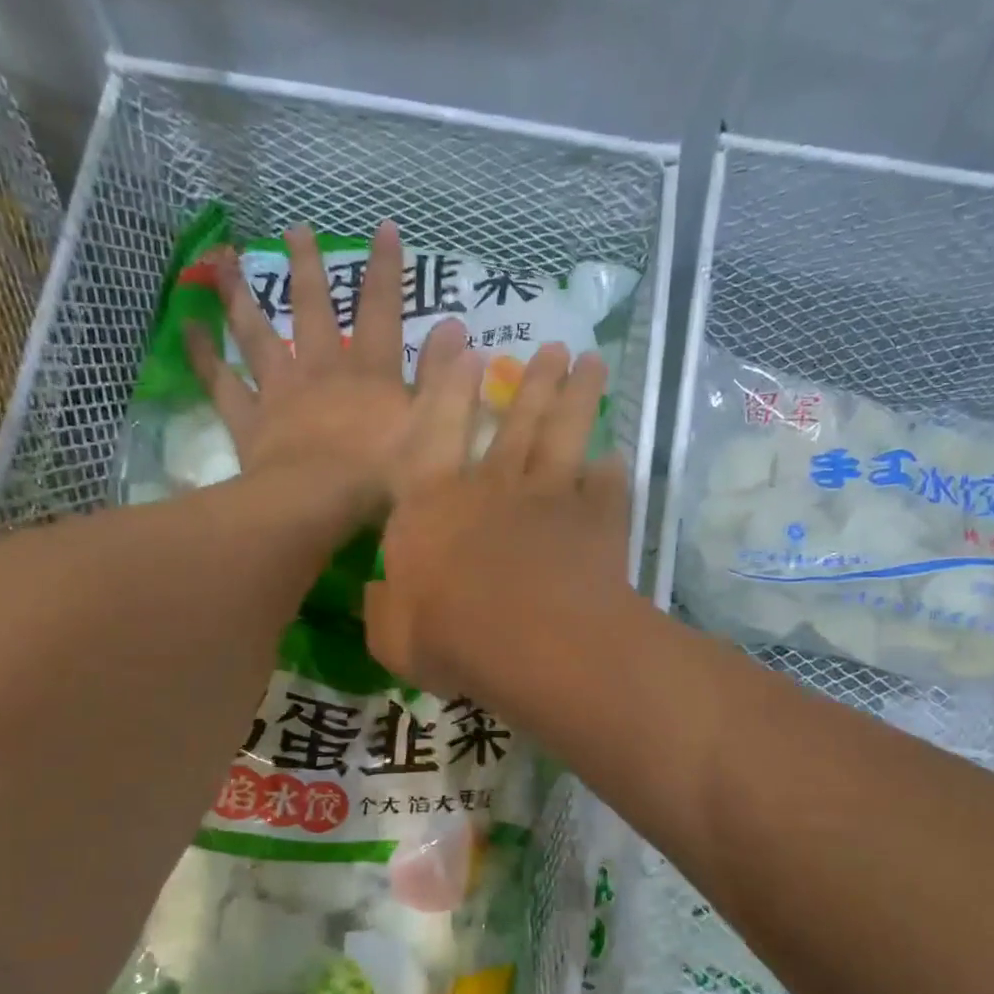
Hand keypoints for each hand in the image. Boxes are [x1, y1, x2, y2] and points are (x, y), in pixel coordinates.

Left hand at [186, 220, 482, 514]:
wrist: (319, 505)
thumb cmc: (383, 476)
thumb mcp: (435, 430)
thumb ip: (447, 381)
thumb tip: (459, 332)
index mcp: (369, 373)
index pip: (382, 311)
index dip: (386, 270)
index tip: (384, 228)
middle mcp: (321, 369)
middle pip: (313, 310)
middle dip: (307, 268)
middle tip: (294, 229)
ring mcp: (280, 392)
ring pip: (258, 334)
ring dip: (242, 295)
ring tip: (225, 260)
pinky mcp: (249, 420)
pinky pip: (221, 382)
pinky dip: (203, 354)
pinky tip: (186, 327)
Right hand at [365, 341, 632, 697]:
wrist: (536, 645)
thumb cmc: (452, 638)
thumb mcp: (393, 637)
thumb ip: (382, 610)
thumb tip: (377, 594)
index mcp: (433, 506)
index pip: (435, 434)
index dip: (449, 390)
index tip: (468, 351)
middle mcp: (492, 487)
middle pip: (516, 423)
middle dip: (533, 382)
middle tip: (554, 348)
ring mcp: (550, 498)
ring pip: (564, 435)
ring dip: (576, 398)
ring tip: (590, 365)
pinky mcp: (597, 521)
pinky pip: (607, 486)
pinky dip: (611, 471)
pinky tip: (616, 457)